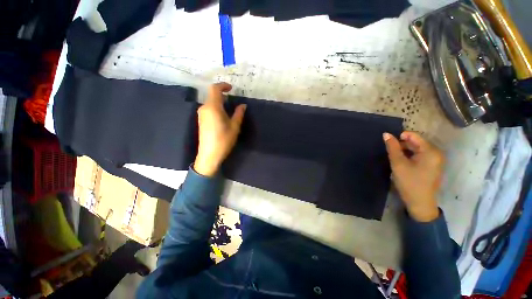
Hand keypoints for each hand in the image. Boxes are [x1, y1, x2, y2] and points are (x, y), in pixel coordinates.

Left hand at [194, 83, 245, 176]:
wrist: (209, 155)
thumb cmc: (224, 140)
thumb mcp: (234, 126)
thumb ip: (239, 113)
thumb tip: (243, 105)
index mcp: (213, 107)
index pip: (215, 89)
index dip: (223, 86)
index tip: (232, 88)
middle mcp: (204, 108)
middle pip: (212, 95)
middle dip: (222, 94)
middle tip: (233, 100)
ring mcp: (201, 114)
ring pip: (210, 102)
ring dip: (219, 101)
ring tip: (230, 108)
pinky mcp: (201, 120)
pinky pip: (208, 109)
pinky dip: (216, 107)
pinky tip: (223, 115)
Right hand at [383, 131, 443, 221]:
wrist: (420, 203)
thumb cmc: (409, 182)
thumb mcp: (398, 163)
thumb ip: (392, 147)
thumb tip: (386, 134)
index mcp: (431, 151)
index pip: (414, 136)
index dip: (399, 137)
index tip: (388, 143)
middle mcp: (437, 153)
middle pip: (417, 142)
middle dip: (402, 144)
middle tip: (390, 152)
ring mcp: (436, 160)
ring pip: (418, 149)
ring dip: (405, 151)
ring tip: (395, 157)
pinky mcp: (433, 166)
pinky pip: (421, 155)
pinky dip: (411, 156)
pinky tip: (403, 162)